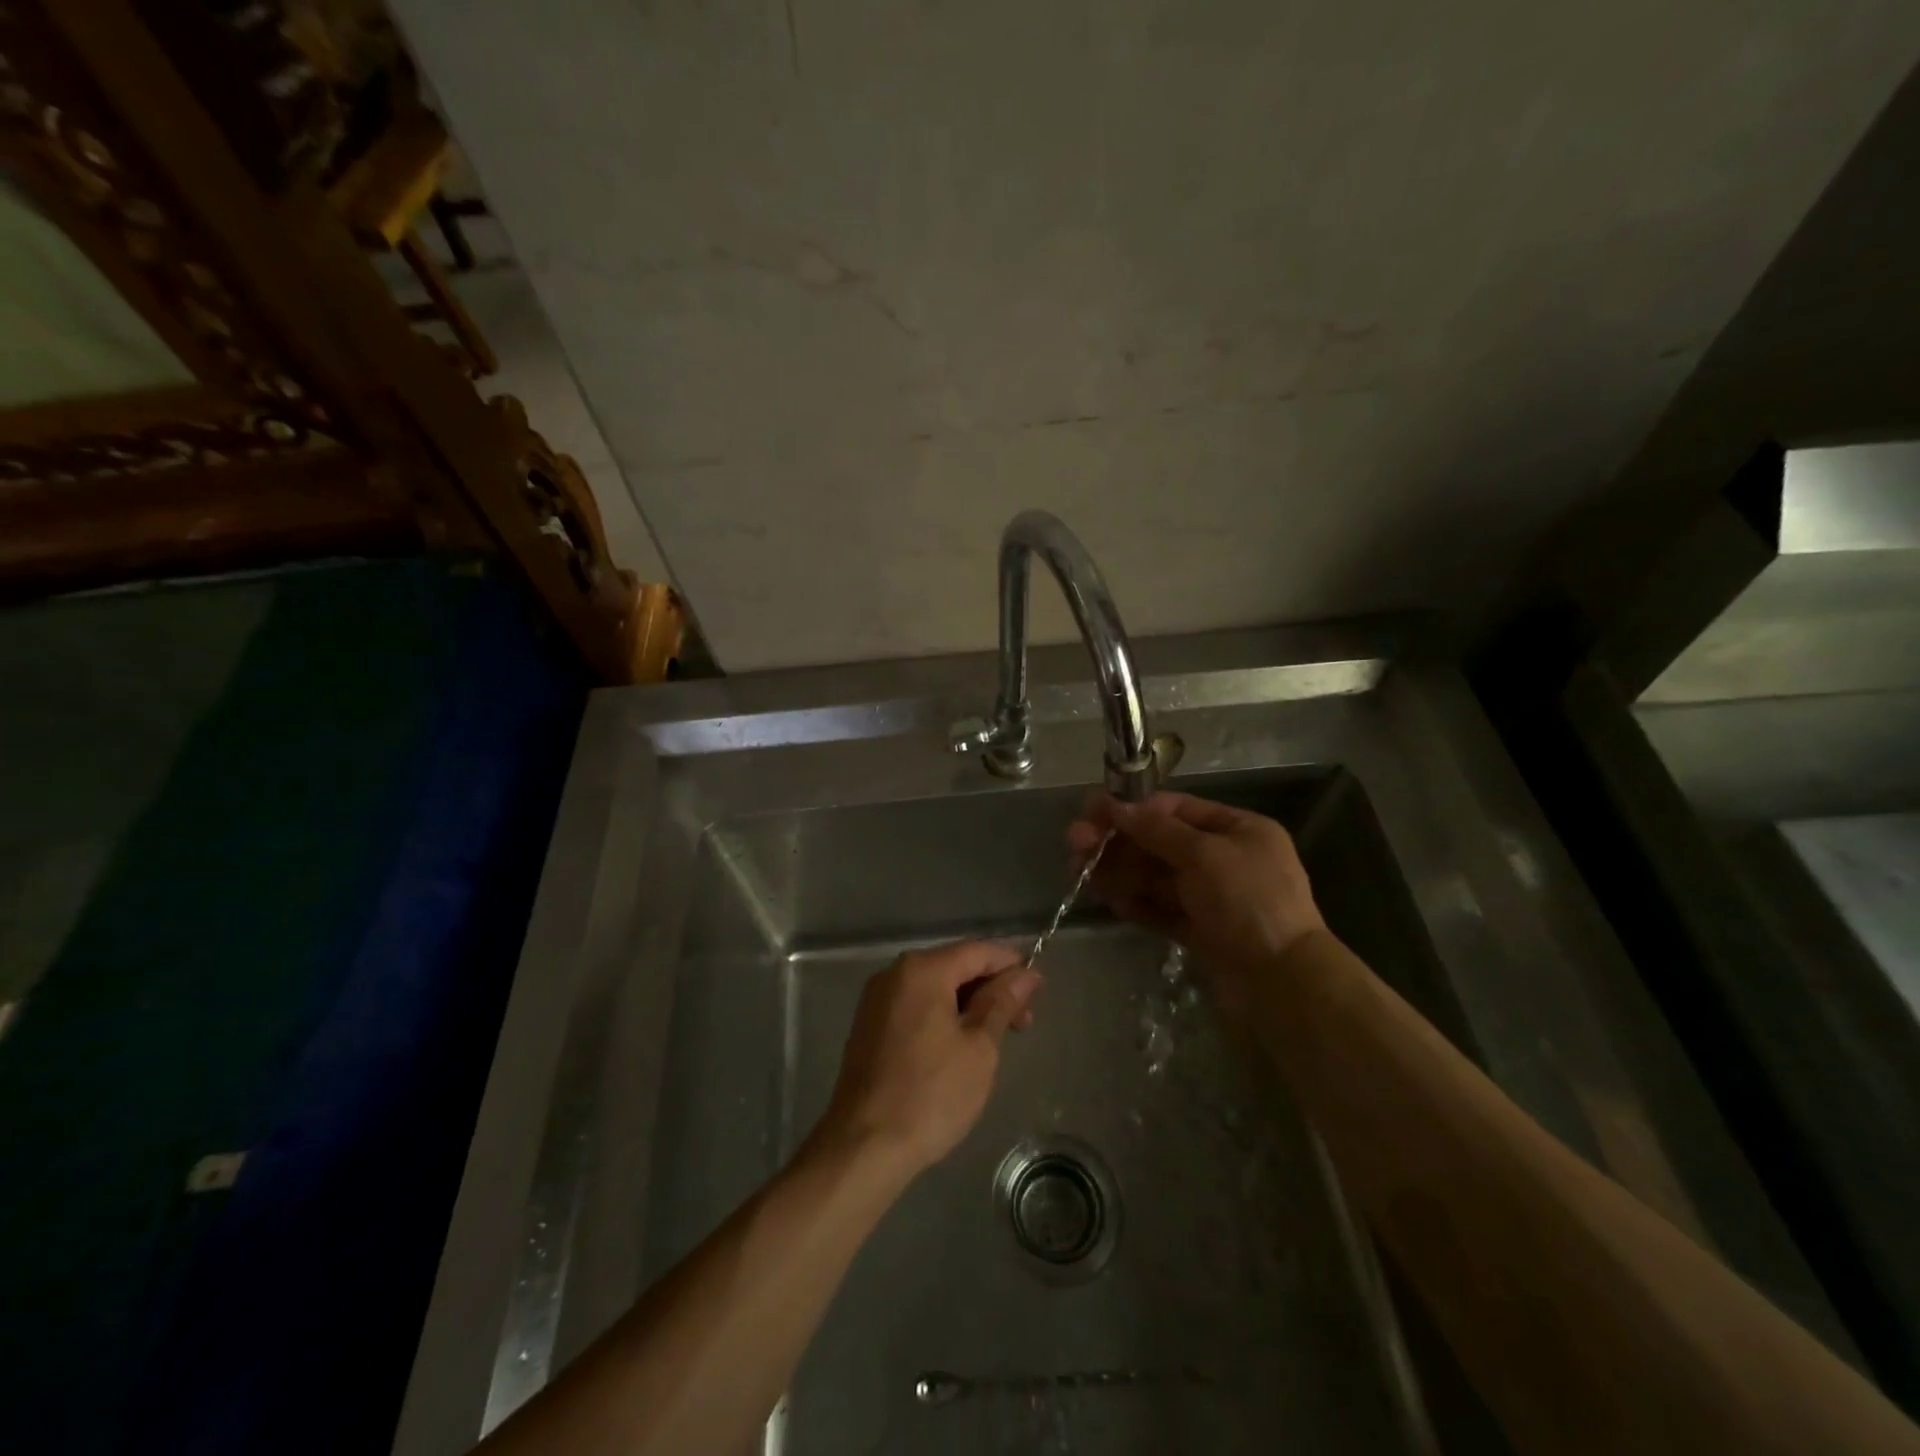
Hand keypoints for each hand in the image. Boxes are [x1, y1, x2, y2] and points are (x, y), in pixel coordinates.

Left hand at [816, 941, 1040, 1175]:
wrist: (863, 1147)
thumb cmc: (931, 1094)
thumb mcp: (979, 1048)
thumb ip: (1002, 1003)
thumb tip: (1025, 974)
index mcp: (922, 970)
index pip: (978, 951)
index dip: (1011, 965)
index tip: (1038, 991)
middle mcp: (894, 973)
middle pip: (955, 966)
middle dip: (991, 988)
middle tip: (1023, 1023)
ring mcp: (877, 999)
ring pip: (935, 987)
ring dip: (968, 1004)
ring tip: (996, 1039)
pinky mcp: (869, 1026)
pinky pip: (915, 1006)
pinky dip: (942, 1016)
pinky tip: (960, 1045)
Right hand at [1067, 791, 1325, 1008]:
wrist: (1282, 984)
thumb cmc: (1249, 902)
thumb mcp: (1204, 854)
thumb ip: (1156, 829)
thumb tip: (1115, 806)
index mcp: (1239, 830)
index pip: (1177, 810)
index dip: (1134, 809)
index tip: (1093, 812)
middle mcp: (1225, 859)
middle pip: (1160, 843)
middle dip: (1119, 843)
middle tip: (1075, 846)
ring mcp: (1213, 898)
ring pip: (1156, 878)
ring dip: (1119, 873)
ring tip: (1081, 875)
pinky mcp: (1201, 931)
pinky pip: (1161, 909)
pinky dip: (1135, 903)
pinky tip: (1107, 900)